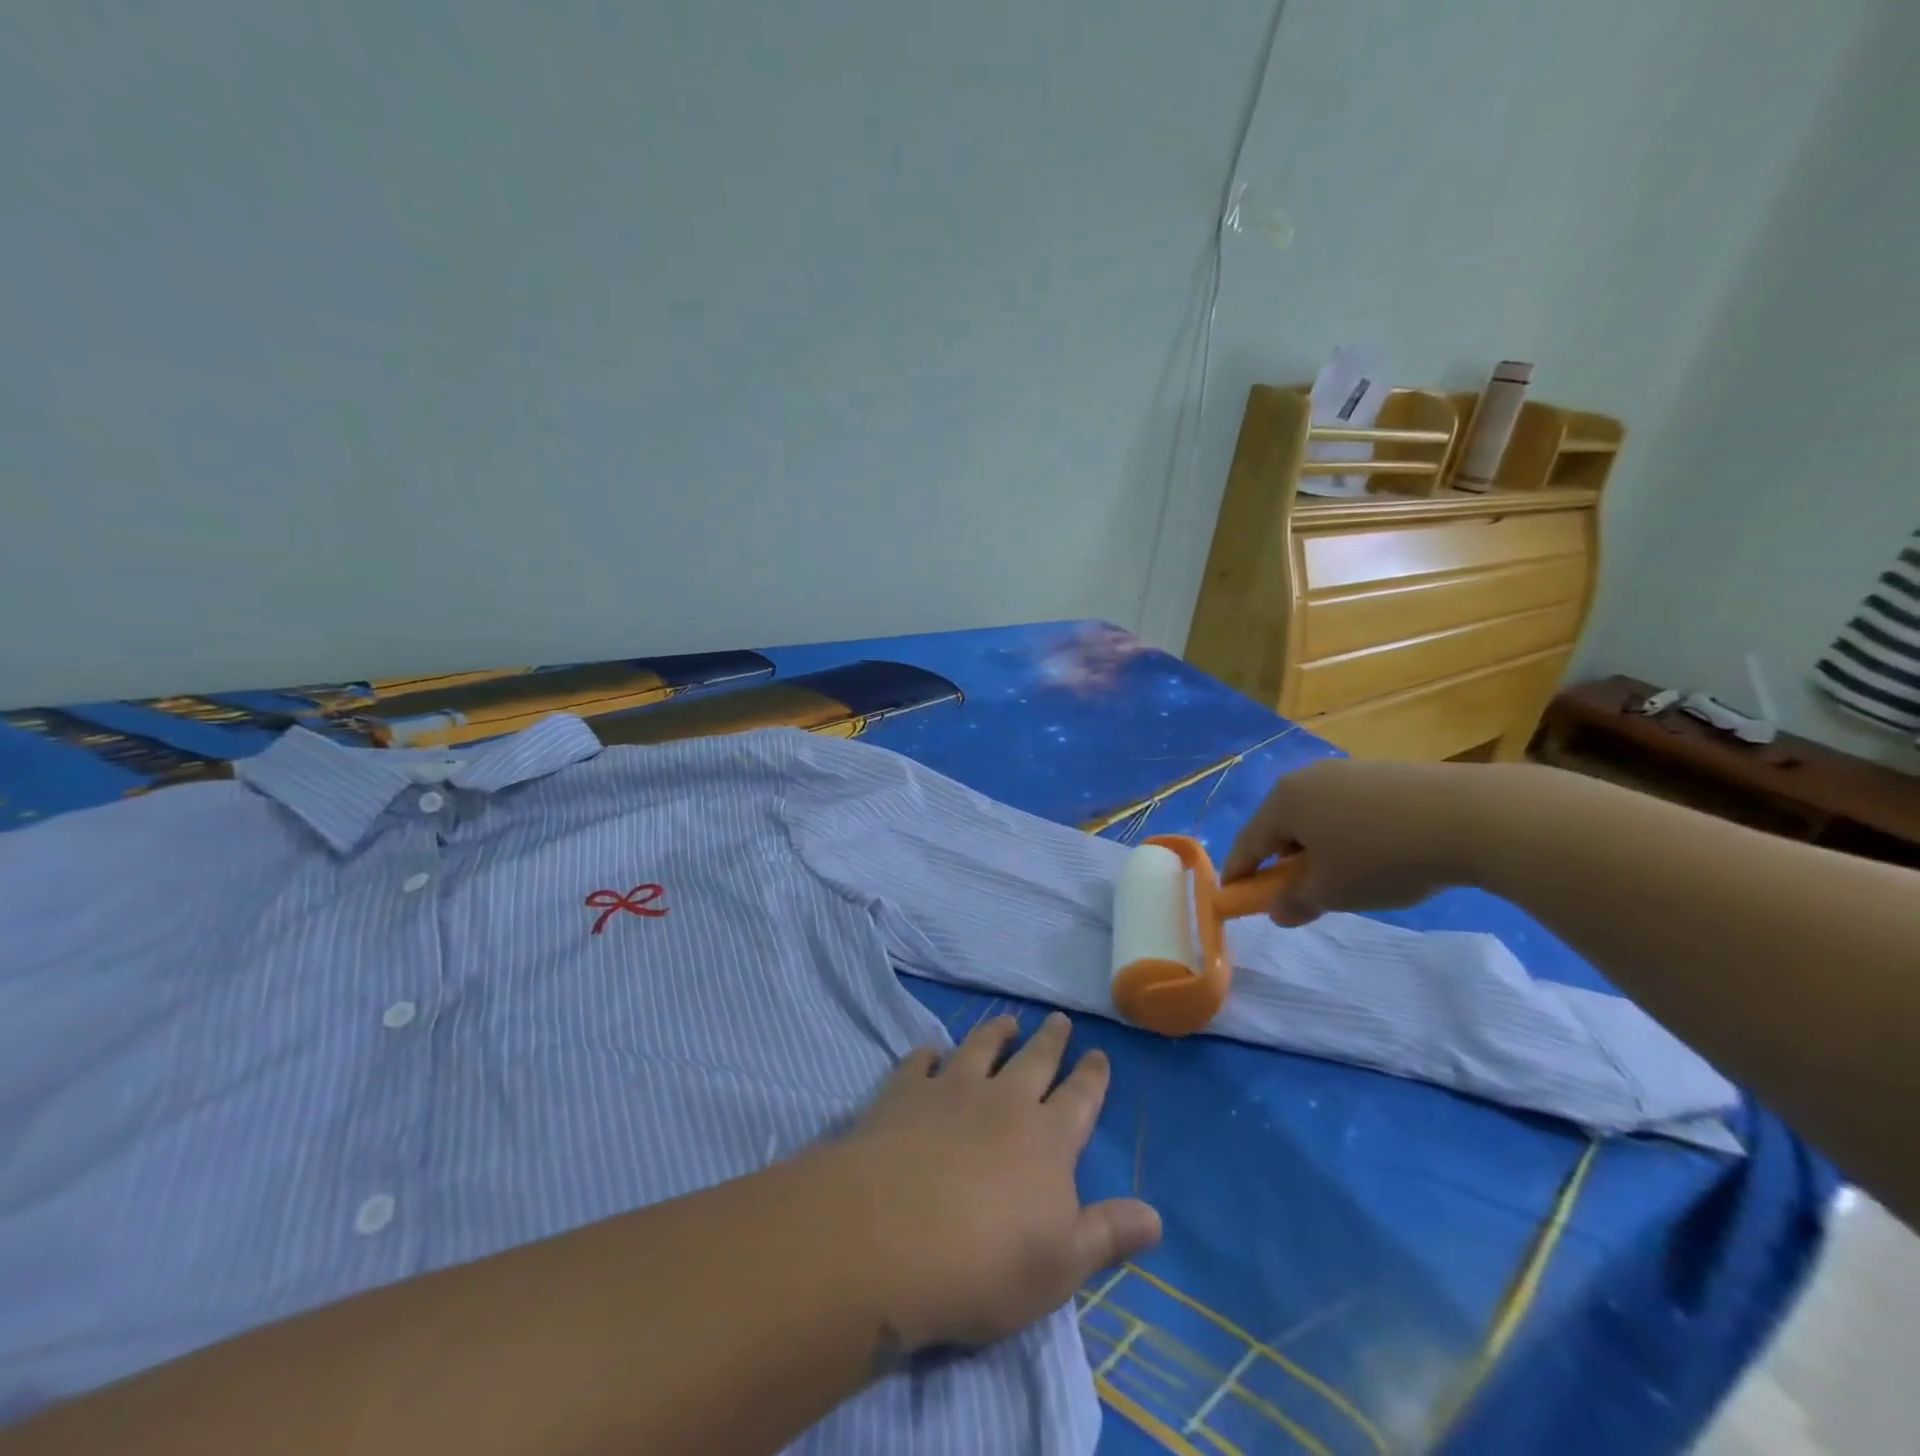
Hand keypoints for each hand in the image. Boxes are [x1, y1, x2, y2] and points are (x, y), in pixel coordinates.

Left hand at [837, 1013, 1159, 1353]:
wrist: (890, 1236)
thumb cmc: (985, 1263)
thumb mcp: (1060, 1266)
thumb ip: (1107, 1235)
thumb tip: (1156, 1216)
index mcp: (1047, 1139)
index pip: (1079, 1099)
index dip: (1092, 1076)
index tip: (1099, 1054)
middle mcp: (1004, 1101)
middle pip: (1035, 1060)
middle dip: (1051, 1040)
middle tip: (1060, 1019)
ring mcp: (951, 1089)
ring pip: (980, 1048)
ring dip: (995, 1032)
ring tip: (1006, 1019)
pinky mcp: (905, 1093)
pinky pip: (920, 1062)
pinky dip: (928, 1053)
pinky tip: (930, 1050)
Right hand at [1222, 758, 1482, 925]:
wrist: (1470, 816)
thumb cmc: (1382, 857)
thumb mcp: (1333, 892)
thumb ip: (1296, 903)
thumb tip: (1277, 912)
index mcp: (1283, 801)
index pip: (1247, 843)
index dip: (1239, 875)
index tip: (1234, 899)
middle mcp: (1306, 778)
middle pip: (1280, 826)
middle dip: (1281, 861)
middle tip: (1296, 893)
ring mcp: (1345, 771)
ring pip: (1316, 817)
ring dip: (1316, 848)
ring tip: (1342, 877)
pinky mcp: (1382, 774)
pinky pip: (1347, 809)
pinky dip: (1347, 834)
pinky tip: (1375, 854)